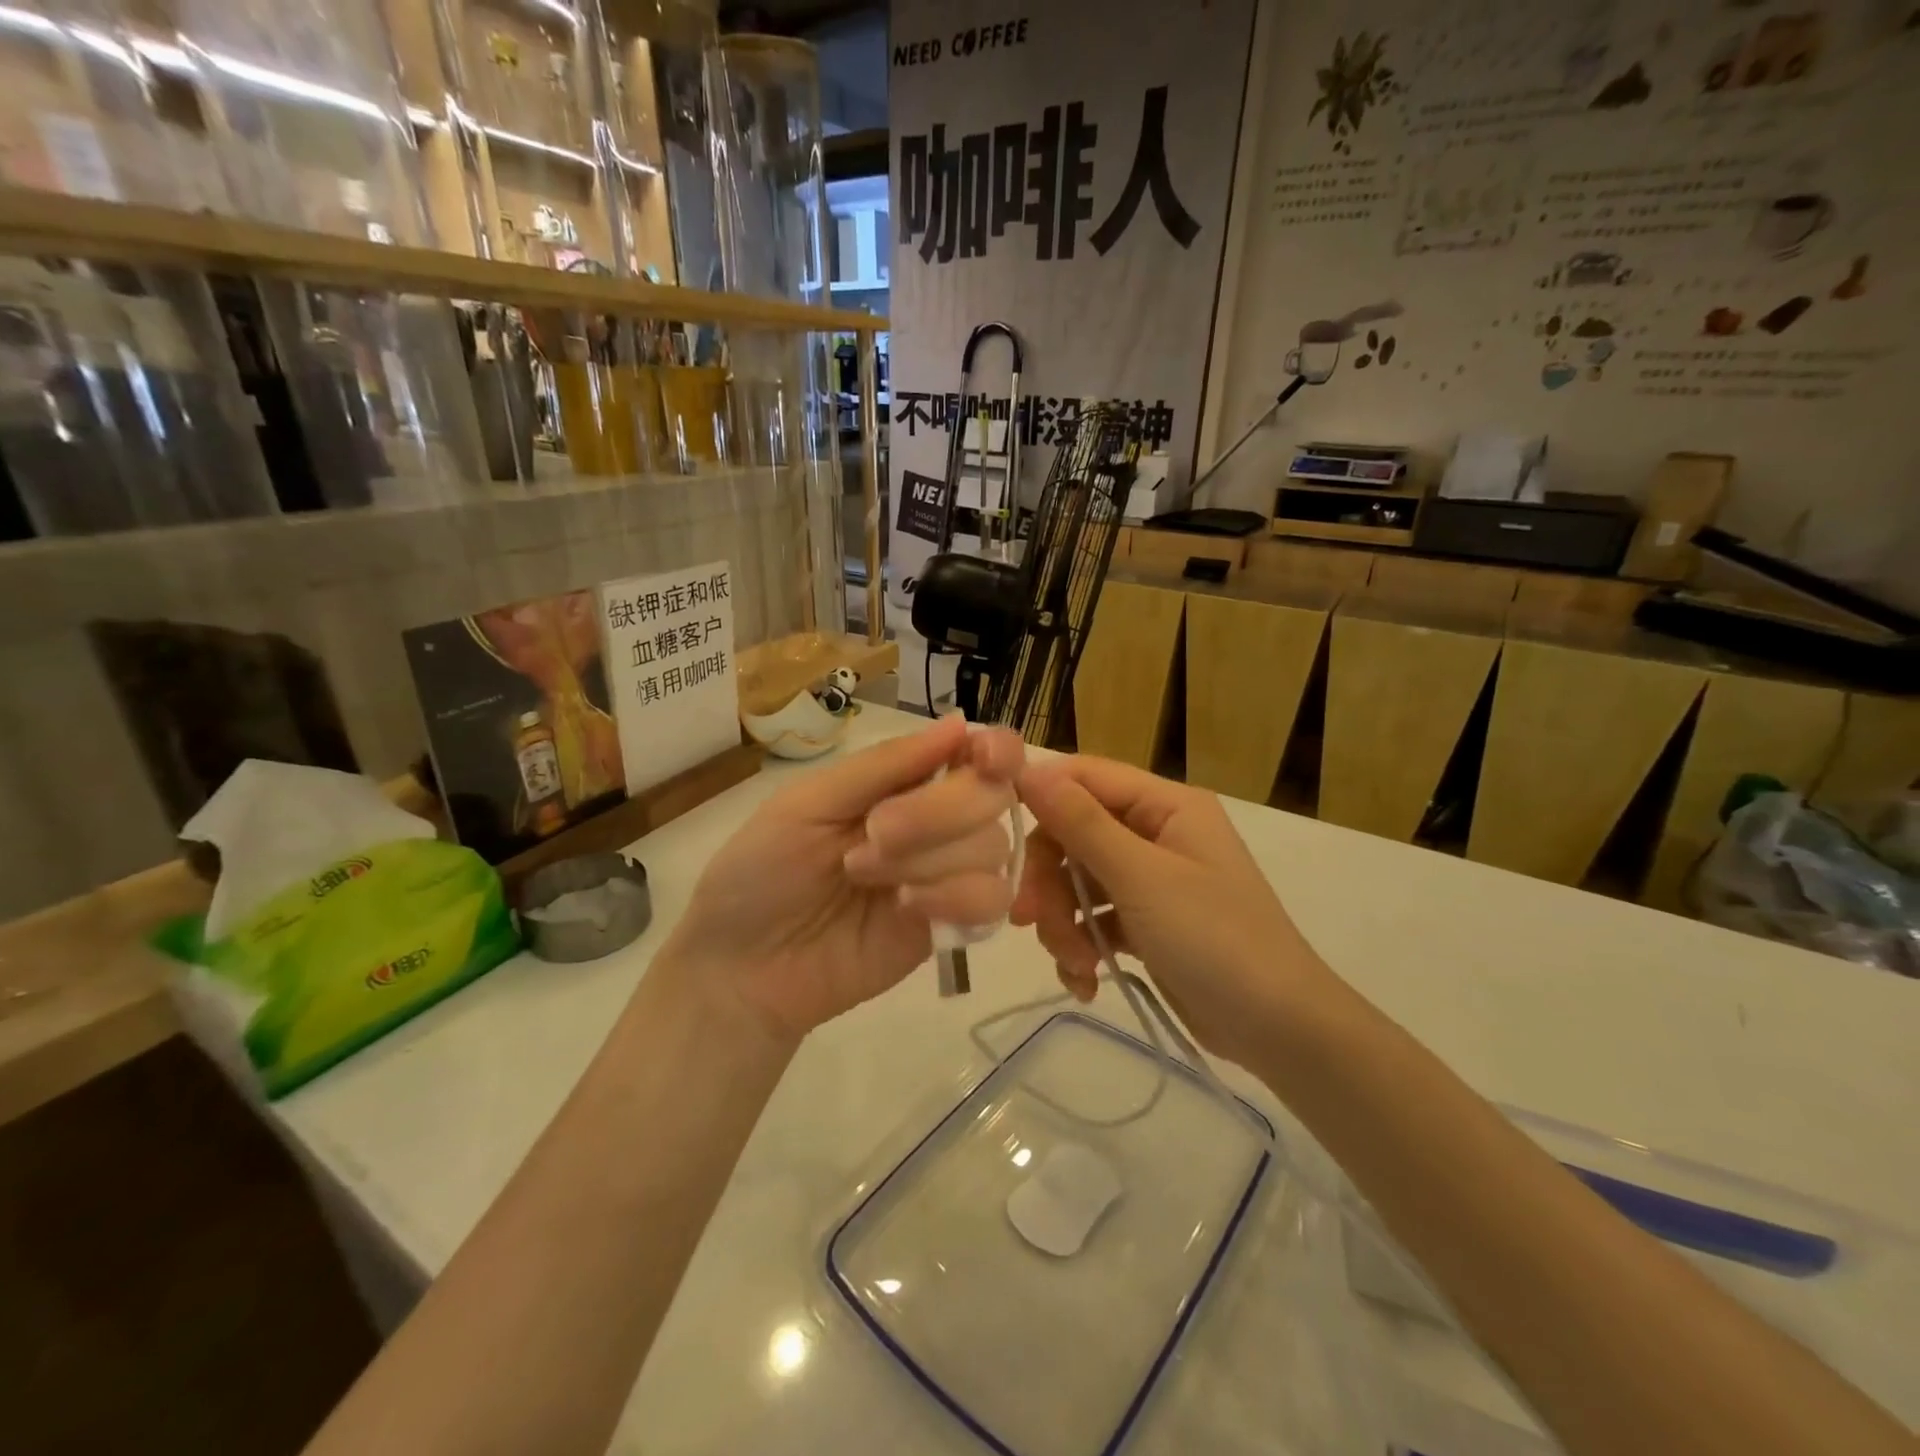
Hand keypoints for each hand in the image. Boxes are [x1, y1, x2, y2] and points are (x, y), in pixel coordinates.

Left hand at [663, 715, 1022, 1043]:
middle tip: (875, 834)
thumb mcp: (810, 802)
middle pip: (992, 796)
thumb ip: (886, 765)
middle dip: (939, 811)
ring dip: (931, 858)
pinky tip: (906, 909)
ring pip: (993, 847)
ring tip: (865, 877)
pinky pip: (991, 902)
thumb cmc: (762, 870)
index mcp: (903, 781)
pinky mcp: (950, 927)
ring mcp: (946, 876)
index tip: (984, 756)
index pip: (977, 753)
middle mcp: (936, 822)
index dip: (996, 749)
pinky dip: (955, 898)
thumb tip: (960, 721)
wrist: (743, 967)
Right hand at [1012, 755, 1333, 1070]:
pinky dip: (1083, 947)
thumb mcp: (1141, 877)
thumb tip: (1029, 769)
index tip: (998, 834)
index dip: (1040, 796)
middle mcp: (1157, 833)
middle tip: (1029, 920)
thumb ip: (1082, 823)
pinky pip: (1096, 919)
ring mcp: (1152, 880)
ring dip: (1063, 923)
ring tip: (1075, 964)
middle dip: (1049, 881)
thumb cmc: (1215, 939)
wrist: (1279, 1030)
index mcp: (1165, 805)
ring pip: (1078, 882)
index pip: (1085, 777)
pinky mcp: (1146, 923)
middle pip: (1074, 835)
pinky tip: (1086, 982)